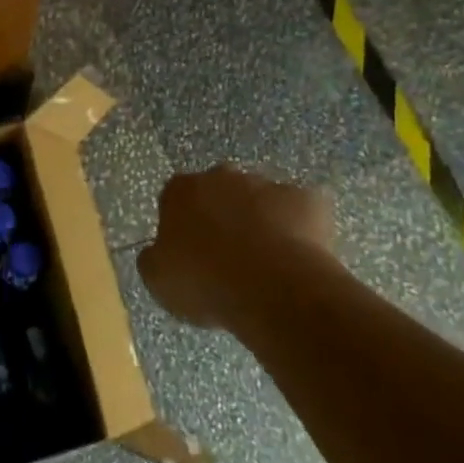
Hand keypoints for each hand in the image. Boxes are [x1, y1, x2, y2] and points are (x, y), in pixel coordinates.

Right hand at [139, 168, 335, 329]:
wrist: (271, 286)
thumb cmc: (204, 281)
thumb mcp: (158, 279)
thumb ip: (156, 257)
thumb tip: (161, 252)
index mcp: (181, 190)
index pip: (176, 198)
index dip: (183, 225)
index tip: (190, 254)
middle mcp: (222, 176)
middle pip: (220, 192)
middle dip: (224, 215)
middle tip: (229, 256)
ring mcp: (267, 184)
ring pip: (261, 200)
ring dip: (261, 221)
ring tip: (267, 264)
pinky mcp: (307, 199)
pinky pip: (302, 212)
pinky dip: (300, 230)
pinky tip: (299, 259)